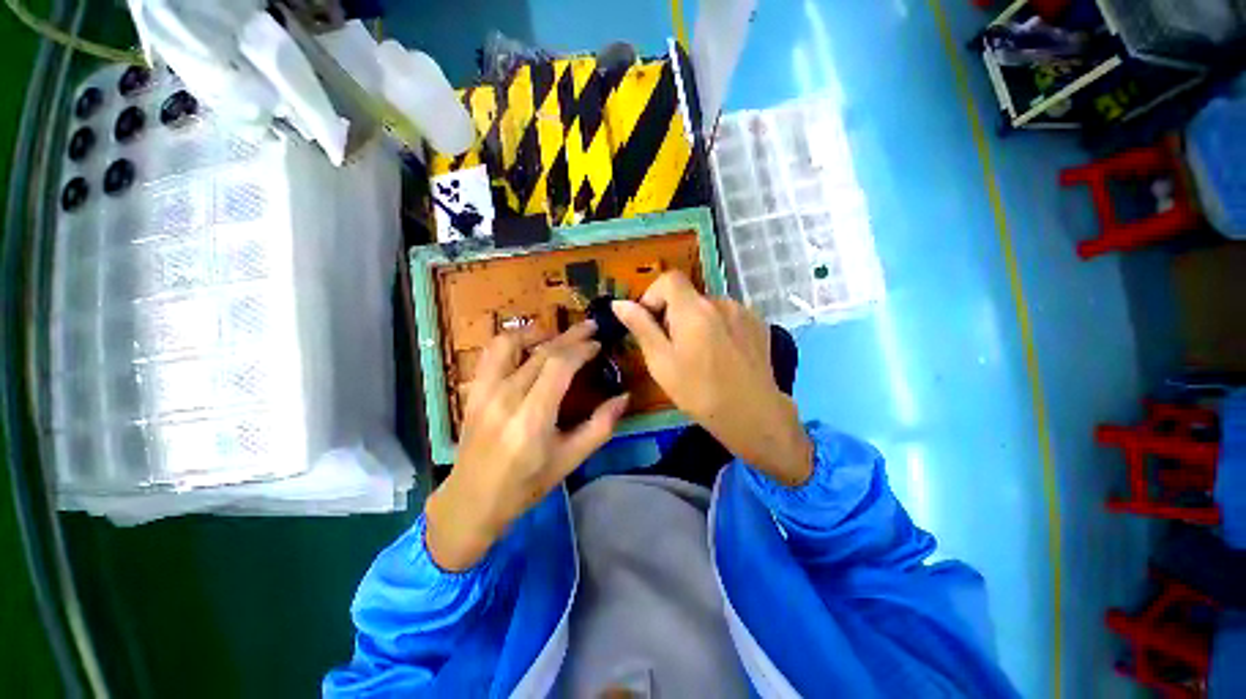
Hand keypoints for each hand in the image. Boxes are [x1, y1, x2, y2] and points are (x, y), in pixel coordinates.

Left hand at [425, 322, 629, 570]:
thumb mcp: (569, 460)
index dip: (581, 349)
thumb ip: (599, 427)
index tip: (598, 344)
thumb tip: (624, 397)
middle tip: (590, 327)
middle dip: (569, 336)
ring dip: (537, 332)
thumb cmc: (525, 484)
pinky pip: (491, 353)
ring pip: (510, 343)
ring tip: (557, 333)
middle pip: (541, 352)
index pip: (559, 366)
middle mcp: (506, 397)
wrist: (472, 501)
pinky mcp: (473, 391)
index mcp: (532, 418)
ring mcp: (484, 391)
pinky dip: (512, 341)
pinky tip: (528, 346)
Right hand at [613, 272, 811, 485]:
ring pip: (707, 306)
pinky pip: (727, 315)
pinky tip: (721, 354)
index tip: (651, 322)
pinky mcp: (758, 323)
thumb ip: (641, 327)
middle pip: (688, 295)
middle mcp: (720, 301)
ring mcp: (743, 311)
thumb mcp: (661, 363)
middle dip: (674, 314)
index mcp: (694, 310)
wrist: (752, 414)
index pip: (669, 279)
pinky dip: (717, 326)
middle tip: (673, 348)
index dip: (654, 295)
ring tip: (700, 354)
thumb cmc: (699, 392)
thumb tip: (619, 303)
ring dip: (696, 321)